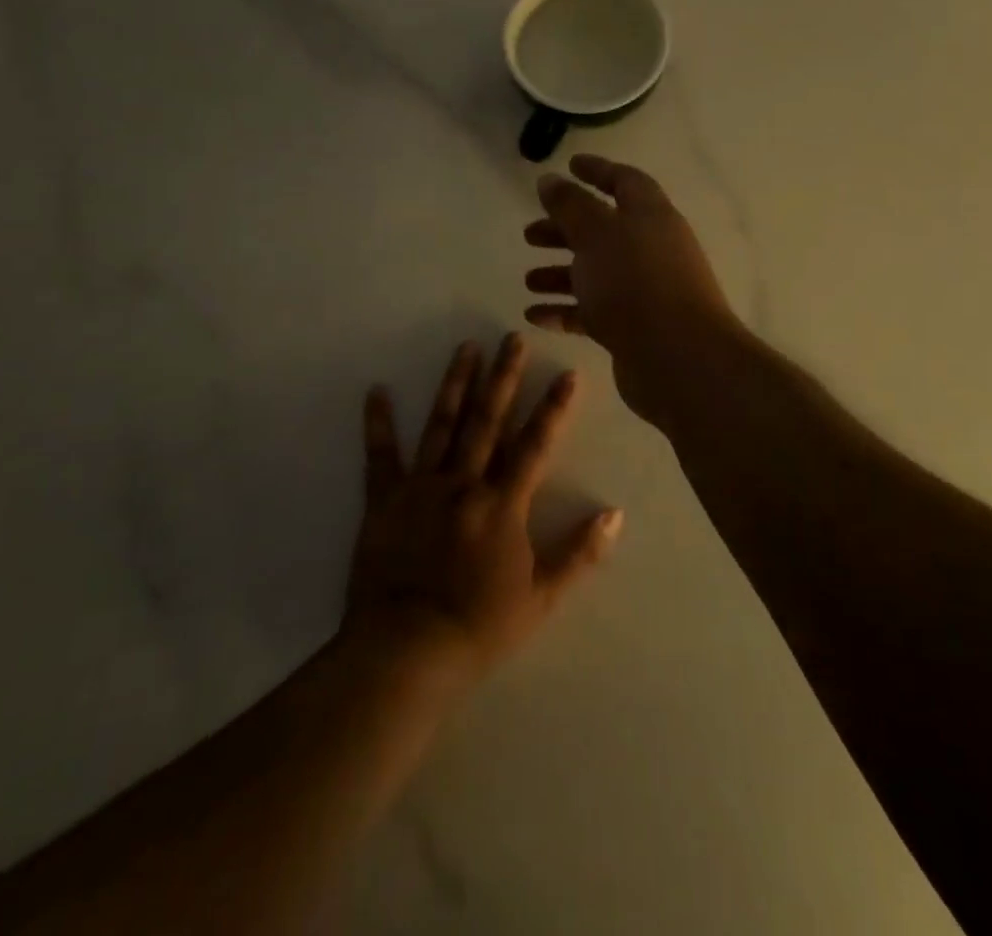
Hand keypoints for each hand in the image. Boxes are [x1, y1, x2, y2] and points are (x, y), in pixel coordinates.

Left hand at [345, 334, 622, 680]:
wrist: (406, 652)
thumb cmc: (479, 627)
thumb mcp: (541, 598)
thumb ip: (579, 553)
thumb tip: (616, 514)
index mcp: (502, 504)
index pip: (535, 445)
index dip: (554, 408)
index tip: (567, 374)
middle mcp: (463, 482)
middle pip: (487, 420)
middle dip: (504, 376)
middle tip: (512, 337)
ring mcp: (421, 487)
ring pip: (441, 424)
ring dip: (455, 383)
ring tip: (466, 346)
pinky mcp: (384, 501)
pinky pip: (380, 456)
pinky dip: (377, 423)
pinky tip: (376, 391)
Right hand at [524, 155, 741, 423]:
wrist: (678, 358)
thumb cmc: (635, 282)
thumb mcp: (595, 234)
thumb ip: (569, 205)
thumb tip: (550, 179)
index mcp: (650, 215)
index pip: (624, 181)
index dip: (597, 171)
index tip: (569, 166)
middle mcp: (651, 248)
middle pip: (604, 230)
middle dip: (565, 230)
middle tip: (529, 234)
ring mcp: (644, 290)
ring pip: (596, 273)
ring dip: (560, 273)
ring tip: (528, 280)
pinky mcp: (635, 327)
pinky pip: (594, 311)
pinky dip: (565, 310)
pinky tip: (534, 315)